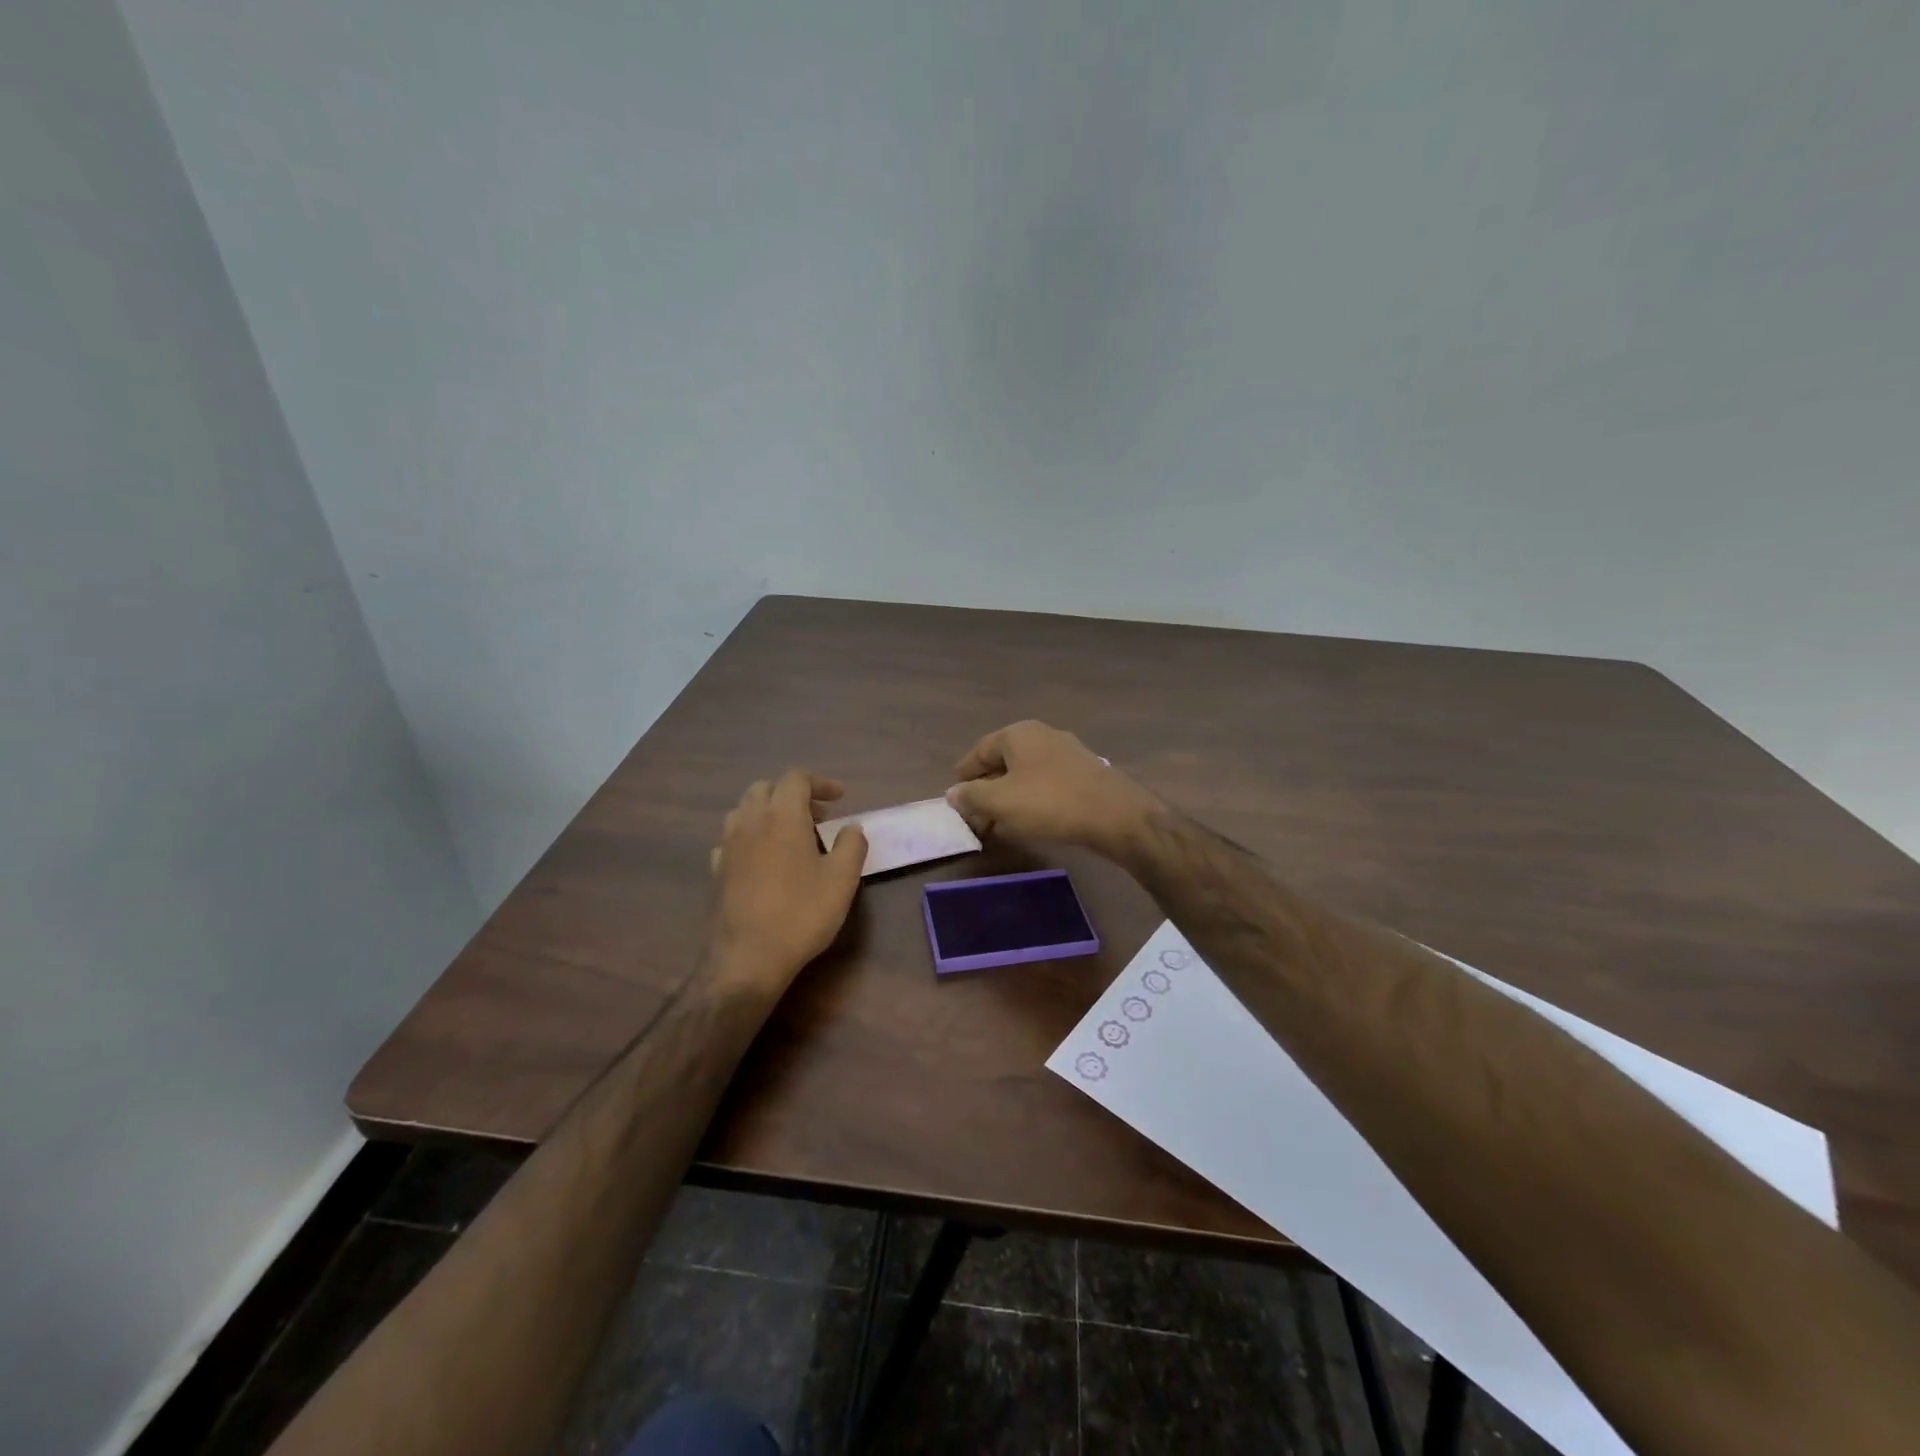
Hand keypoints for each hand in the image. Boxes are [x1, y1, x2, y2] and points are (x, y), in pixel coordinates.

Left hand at [708, 770, 866, 991]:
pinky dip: (751, 836)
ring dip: (768, 812)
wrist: (747, 957)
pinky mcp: (717, 870)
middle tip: (818, 816)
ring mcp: (728, 845)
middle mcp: (750, 821)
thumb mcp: (842, 879)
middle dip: (793, 794)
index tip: (841, 798)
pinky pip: (732, 838)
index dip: (820, 783)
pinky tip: (764, 858)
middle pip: (766, 788)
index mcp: (782, 815)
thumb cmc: (801, 913)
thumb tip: (852, 828)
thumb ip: (852, 845)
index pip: (797, 779)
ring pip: (744, 810)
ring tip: (791, 834)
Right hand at [945, 721, 1161, 854]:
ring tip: (1000, 826)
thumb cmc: (1049, 803)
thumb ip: (971, 796)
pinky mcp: (1085, 774)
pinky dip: (1033, 801)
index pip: (980, 751)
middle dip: (987, 790)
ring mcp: (1068, 753)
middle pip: (1004, 762)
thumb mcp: (1000, 802)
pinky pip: (1048, 785)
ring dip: (1009, 798)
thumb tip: (953, 793)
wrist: (1115, 816)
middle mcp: (1043, 735)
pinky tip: (1030, 823)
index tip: (955, 798)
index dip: (964, 775)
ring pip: (1026, 775)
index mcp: (1018, 734)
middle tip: (976, 818)